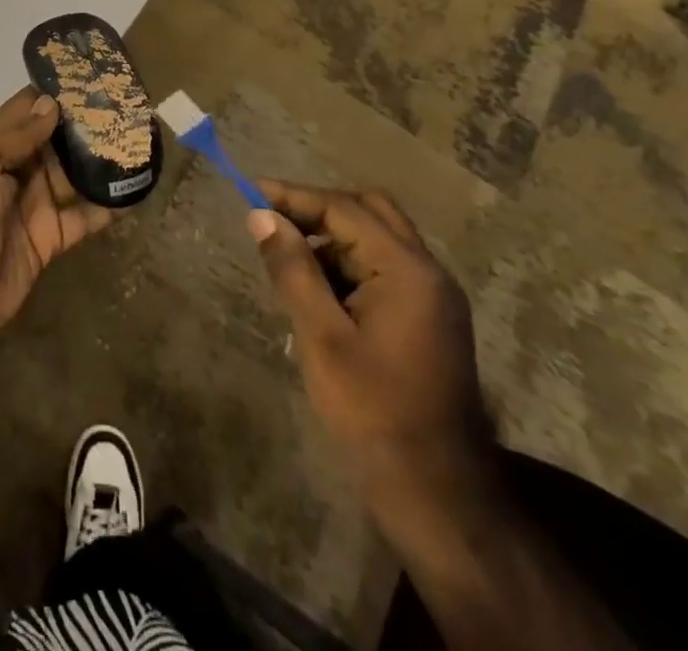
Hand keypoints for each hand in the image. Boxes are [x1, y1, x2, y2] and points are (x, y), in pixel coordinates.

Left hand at [0, 86, 113, 349]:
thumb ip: (13, 136)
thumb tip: (51, 103)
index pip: (24, 111)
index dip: (52, 94)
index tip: (88, 75)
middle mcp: (14, 172)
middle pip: (54, 141)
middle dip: (84, 125)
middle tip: (125, 107)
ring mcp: (34, 206)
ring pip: (73, 176)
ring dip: (99, 162)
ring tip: (138, 141)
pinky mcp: (50, 238)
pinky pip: (83, 217)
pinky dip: (106, 206)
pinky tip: (134, 191)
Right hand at [248, 183, 496, 520]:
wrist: (438, 495)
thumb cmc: (374, 412)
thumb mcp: (322, 337)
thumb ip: (292, 269)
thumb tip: (261, 216)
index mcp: (407, 270)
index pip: (344, 209)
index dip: (293, 196)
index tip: (249, 191)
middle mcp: (428, 272)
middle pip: (369, 211)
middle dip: (317, 209)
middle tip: (272, 219)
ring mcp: (433, 297)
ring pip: (377, 238)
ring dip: (332, 237)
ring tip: (286, 256)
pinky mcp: (428, 319)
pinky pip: (384, 269)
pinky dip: (349, 264)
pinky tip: (317, 288)